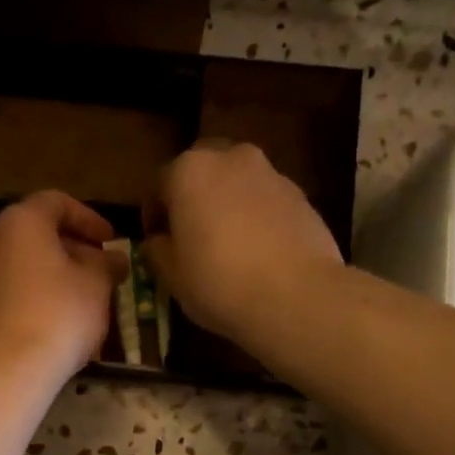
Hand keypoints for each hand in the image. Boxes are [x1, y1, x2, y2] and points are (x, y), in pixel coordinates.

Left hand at [0, 190, 125, 380]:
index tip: (111, 241)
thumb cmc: (59, 314)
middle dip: (74, 249)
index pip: (57, 202)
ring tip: (85, 299)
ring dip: (57, 275)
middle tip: (102, 271)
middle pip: (38, 233)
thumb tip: (114, 259)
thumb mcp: (96, 284)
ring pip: (26, 264)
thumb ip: (107, 264)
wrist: (7, 369)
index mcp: (22, 222)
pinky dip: (38, 295)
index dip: (89, 218)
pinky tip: (59, 322)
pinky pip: (13, 290)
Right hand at [143, 141, 343, 344]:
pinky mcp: (300, 195)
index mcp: (189, 171)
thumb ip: (158, 250)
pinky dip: (256, 216)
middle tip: (191, 235)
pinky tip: (257, 251)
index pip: (159, 184)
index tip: (155, 242)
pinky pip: (265, 200)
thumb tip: (158, 241)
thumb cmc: (219, 283)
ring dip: (227, 204)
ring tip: (227, 244)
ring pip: (237, 182)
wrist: (296, 296)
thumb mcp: (172, 275)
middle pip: (203, 171)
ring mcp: (271, 173)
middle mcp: (231, 158)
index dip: (154, 215)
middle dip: (193, 197)